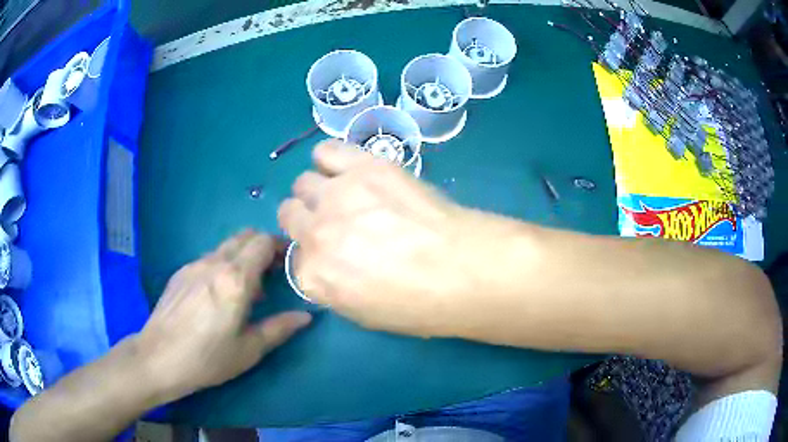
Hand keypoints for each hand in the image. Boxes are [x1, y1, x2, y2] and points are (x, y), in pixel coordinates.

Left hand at [136, 231, 311, 401]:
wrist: (158, 357)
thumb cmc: (207, 358)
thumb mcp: (249, 350)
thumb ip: (279, 328)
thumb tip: (306, 316)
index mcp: (235, 279)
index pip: (263, 242)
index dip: (280, 246)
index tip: (289, 262)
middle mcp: (214, 263)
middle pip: (245, 236)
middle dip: (263, 247)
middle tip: (272, 272)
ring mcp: (193, 265)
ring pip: (225, 247)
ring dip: (242, 257)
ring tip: (245, 289)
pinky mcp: (180, 272)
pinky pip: (208, 258)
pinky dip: (222, 265)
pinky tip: (217, 295)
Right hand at [278, 140, 524, 337]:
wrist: (464, 270)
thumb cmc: (421, 305)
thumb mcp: (365, 314)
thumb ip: (333, 287)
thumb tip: (328, 264)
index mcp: (313, 278)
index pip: (296, 259)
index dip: (316, 256)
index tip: (334, 255)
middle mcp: (314, 234)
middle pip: (290, 215)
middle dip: (307, 220)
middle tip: (337, 223)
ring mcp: (336, 196)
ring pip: (303, 183)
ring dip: (318, 191)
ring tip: (347, 196)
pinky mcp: (363, 167)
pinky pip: (327, 151)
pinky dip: (331, 159)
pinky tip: (349, 170)